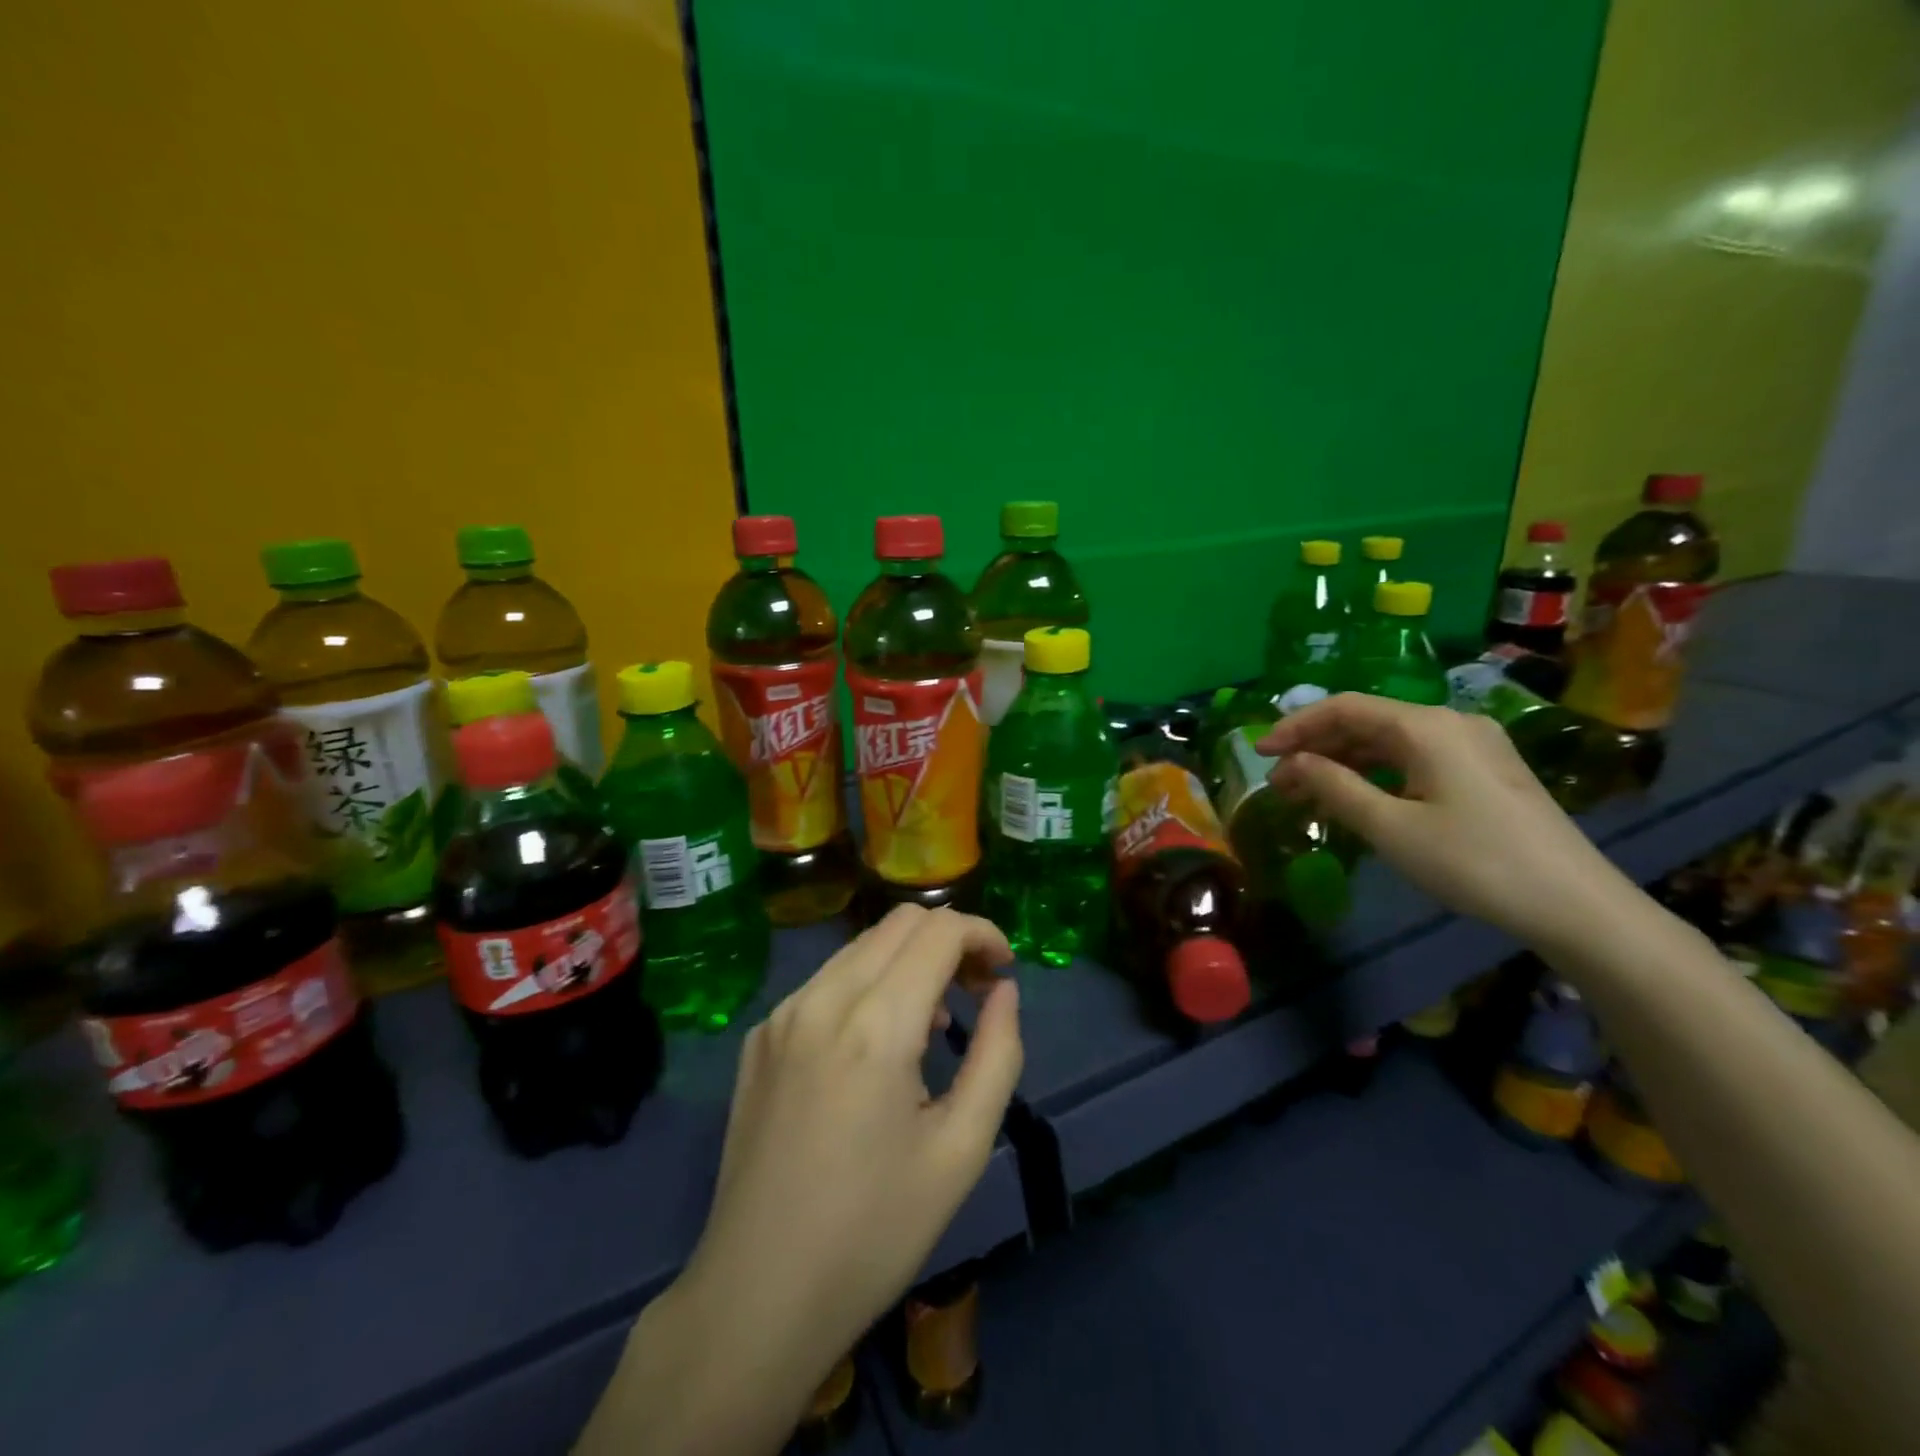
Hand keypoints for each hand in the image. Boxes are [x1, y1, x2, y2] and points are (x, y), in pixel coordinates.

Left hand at [688, 906, 1020, 1377]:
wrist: (757, 1296)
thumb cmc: (874, 1232)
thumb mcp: (961, 1149)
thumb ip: (998, 1055)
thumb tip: (1004, 991)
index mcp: (876, 1024)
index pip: (939, 930)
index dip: (983, 934)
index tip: (1005, 973)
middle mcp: (822, 999)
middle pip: (899, 923)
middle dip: (949, 940)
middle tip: (977, 990)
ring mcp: (781, 1014)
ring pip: (861, 946)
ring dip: (908, 960)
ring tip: (932, 1022)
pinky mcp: (758, 1036)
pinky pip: (825, 981)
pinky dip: (867, 985)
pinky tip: (876, 1044)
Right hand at [1256, 692, 1634, 949]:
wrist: (1576, 905)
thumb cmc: (1473, 862)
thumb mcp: (1391, 827)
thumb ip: (1334, 787)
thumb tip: (1292, 763)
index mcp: (1426, 726)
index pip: (1344, 707)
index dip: (1296, 726)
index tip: (1260, 754)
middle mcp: (1450, 722)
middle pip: (1367, 722)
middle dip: (1317, 748)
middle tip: (1279, 783)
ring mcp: (1474, 745)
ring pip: (1391, 742)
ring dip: (1344, 763)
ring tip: (1308, 795)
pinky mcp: (1487, 771)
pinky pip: (1416, 759)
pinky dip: (1378, 774)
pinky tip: (1359, 800)